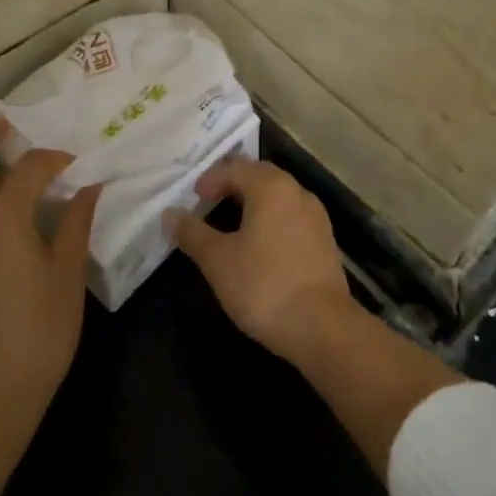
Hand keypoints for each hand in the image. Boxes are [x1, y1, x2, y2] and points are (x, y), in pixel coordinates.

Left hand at [0, 120, 97, 454]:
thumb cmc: (37, 336)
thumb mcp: (67, 278)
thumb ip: (77, 224)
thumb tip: (90, 187)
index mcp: (1, 217)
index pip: (28, 167)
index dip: (54, 158)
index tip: (74, 163)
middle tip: (9, 131)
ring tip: (11, 184)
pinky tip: (0, 238)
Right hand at [165, 158, 356, 362]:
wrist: (322, 327)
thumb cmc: (263, 286)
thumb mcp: (218, 260)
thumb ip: (192, 233)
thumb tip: (170, 214)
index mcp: (271, 187)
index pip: (235, 168)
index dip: (210, 179)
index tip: (192, 198)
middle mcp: (297, 192)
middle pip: (260, 176)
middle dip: (233, 184)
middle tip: (209, 201)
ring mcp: (316, 216)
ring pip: (279, 196)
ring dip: (253, 202)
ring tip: (230, 222)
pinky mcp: (325, 241)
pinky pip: (291, 217)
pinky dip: (271, 220)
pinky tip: (259, 244)